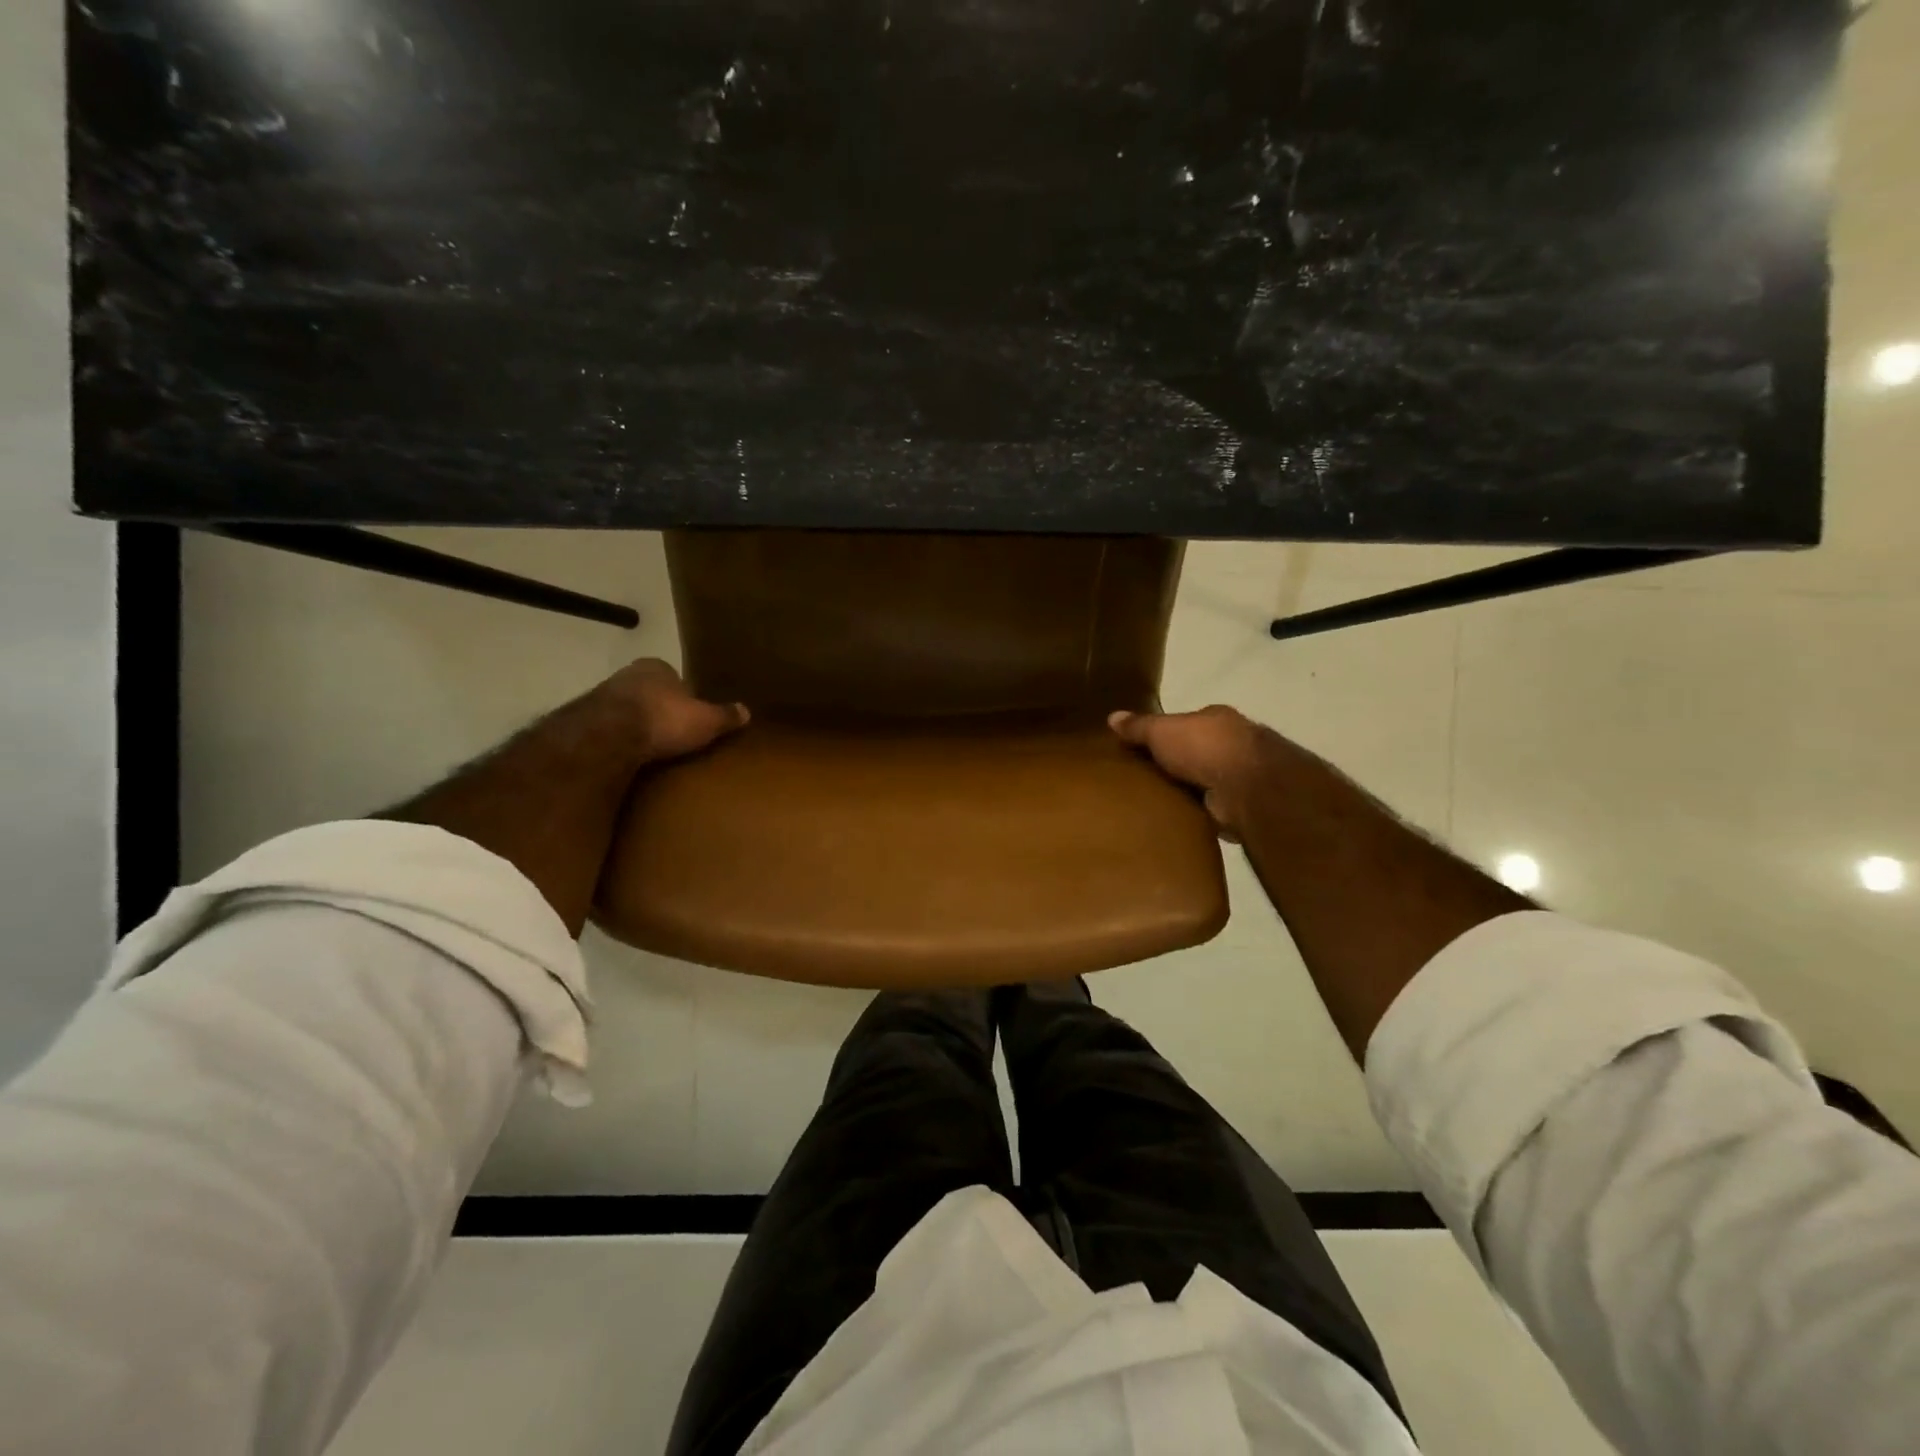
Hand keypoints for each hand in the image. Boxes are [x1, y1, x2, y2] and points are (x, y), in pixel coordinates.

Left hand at [594, 659, 748, 762]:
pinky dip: (619, 738)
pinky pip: (610, 727)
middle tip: (673, 733)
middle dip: (660, 709)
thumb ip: (725, 716)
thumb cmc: (663, 719)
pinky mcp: (584, 718)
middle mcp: (628, 674)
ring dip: (637, 724)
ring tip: (652, 748)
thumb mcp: (705, 720)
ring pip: (628, 709)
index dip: (685, 698)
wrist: (608, 734)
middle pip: (650, 692)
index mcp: (657, 667)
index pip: (675, 679)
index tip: (691, 717)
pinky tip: (630, 755)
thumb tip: (746, 711)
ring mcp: (603, 694)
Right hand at [1109, 704, 1279, 840]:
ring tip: (1149, 802)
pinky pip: (1206, 807)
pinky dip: (1192, 812)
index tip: (1140, 748)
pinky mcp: (1237, 805)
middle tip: (1139, 778)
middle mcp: (1230, 744)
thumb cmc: (1203, 746)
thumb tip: (1111, 717)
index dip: (1164, 734)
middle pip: (1194, 752)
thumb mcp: (1161, 730)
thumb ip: (1139, 726)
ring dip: (1184, 790)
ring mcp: (1236, 776)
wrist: (1244, 786)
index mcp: (1215, 720)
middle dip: (1173, 764)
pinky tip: (1170, 820)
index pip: (1185, 724)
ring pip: (1201, 781)